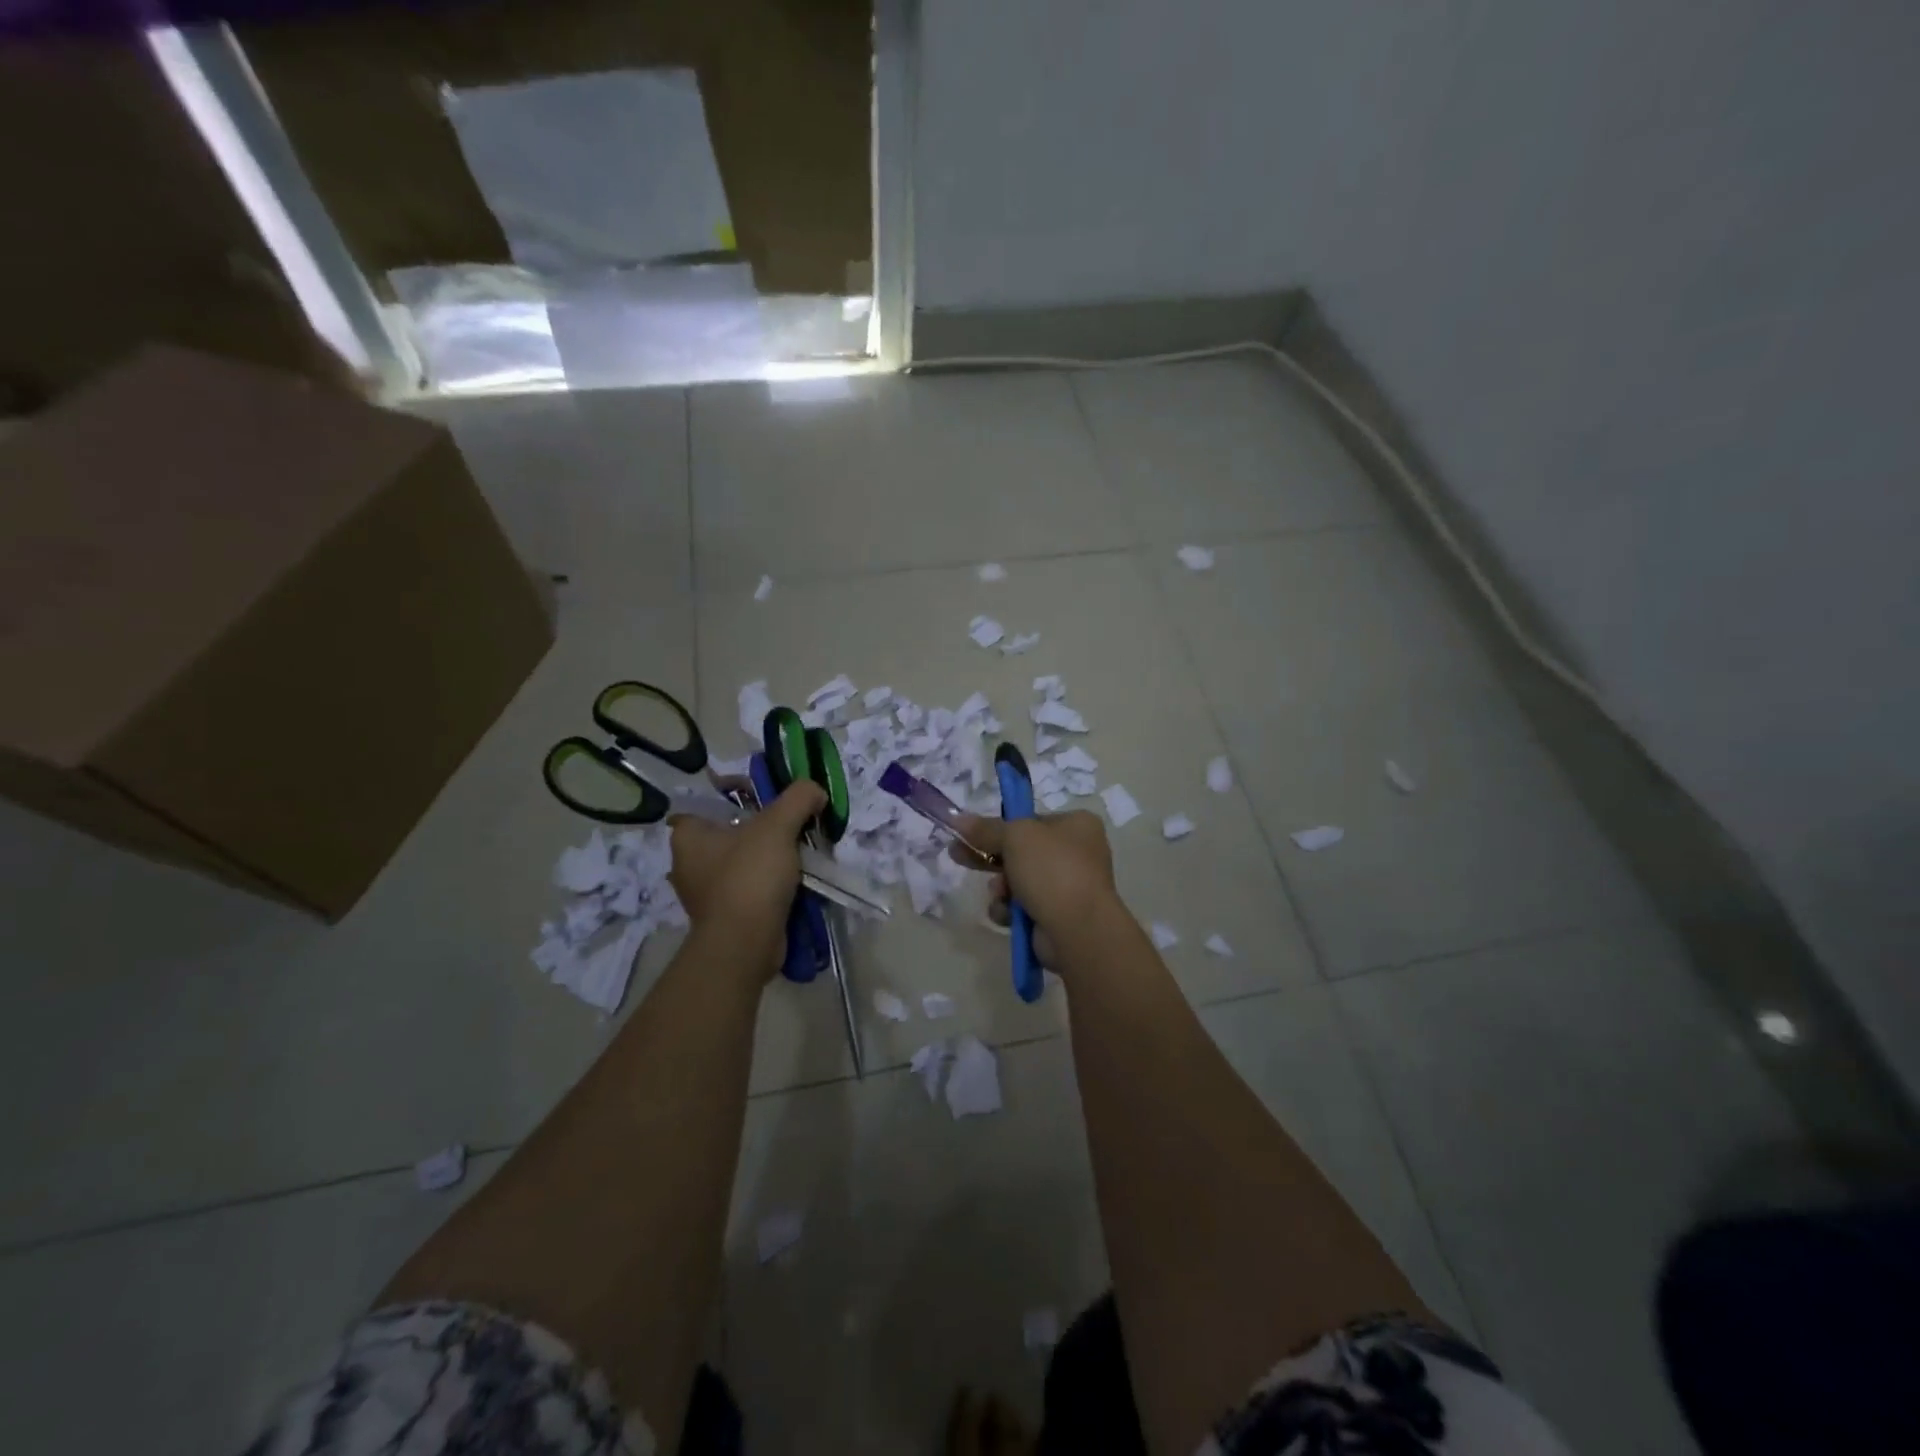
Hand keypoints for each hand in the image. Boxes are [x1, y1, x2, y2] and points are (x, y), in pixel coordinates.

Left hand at [669, 781, 825, 980]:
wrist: (745, 945)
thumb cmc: (750, 877)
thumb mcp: (777, 825)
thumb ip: (798, 798)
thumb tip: (816, 791)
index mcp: (688, 835)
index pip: (712, 800)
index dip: (742, 792)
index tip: (772, 796)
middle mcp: (690, 861)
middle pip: (734, 829)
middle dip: (766, 827)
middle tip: (794, 822)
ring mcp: (707, 891)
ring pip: (745, 859)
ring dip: (772, 856)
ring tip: (801, 850)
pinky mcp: (726, 914)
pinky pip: (752, 886)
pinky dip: (772, 882)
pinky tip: (796, 878)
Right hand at [946, 809, 1119, 971]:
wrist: (1078, 929)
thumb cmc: (1052, 870)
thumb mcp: (1015, 837)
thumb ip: (986, 828)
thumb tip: (958, 818)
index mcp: (1077, 825)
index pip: (1032, 820)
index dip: (1002, 826)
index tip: (972, 831)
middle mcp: (1077, 853)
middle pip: (1021, 851)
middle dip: (990, 857)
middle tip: (956, 854)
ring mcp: (1068, 886)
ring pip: (1018, 881)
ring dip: (1001, 888)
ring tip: (999, 893)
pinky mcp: (1057, 915)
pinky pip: (1023, 907)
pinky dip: (1010, 910)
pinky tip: (1008, 914)